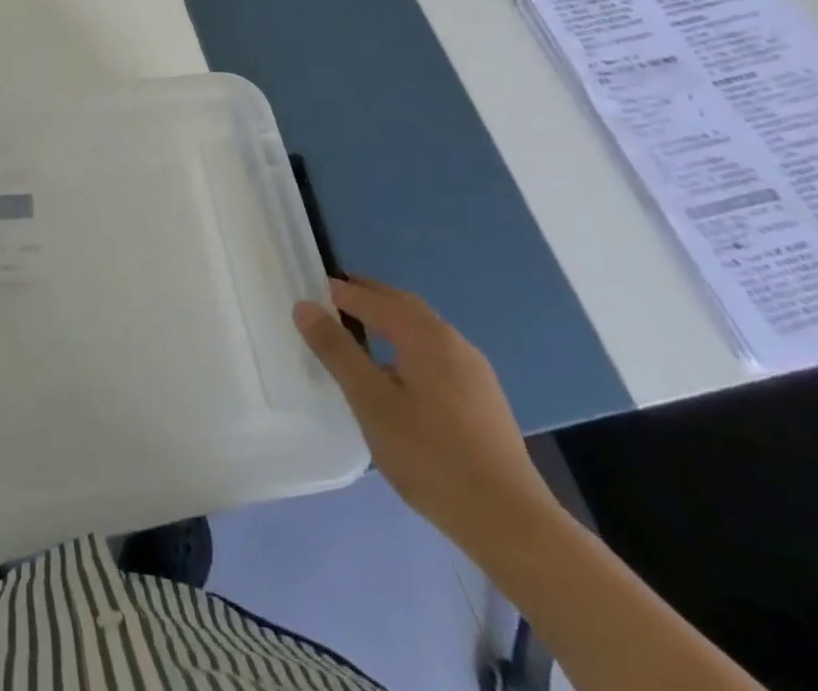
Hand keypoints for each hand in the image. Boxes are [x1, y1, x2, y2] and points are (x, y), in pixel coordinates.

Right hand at [294, 278, 560, 555]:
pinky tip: (397, 373)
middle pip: (403, 305)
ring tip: (359, 333)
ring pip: (423, 330)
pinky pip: (436, 353)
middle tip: (331, 300)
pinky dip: (407, 345)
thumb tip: (305, 306)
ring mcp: (474, 371)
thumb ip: (336, 350)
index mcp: (425, 336)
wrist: (512, 524)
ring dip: (389, 320)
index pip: (373, 298)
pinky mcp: (483, 399)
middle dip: (367, 297)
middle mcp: (453, 342)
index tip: (310, 293)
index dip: (340, 292)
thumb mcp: (371, 401)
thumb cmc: (431, 456)